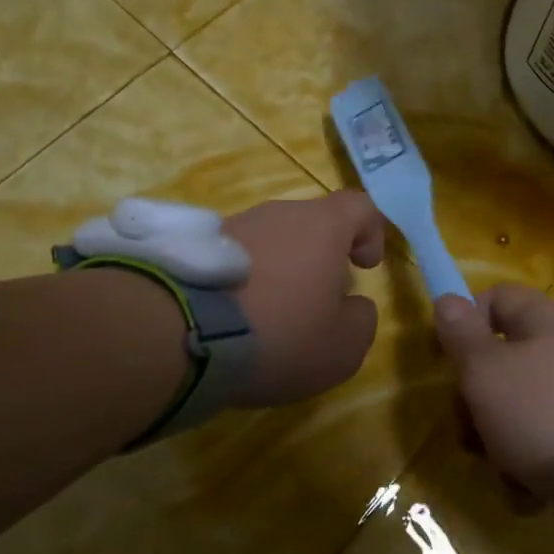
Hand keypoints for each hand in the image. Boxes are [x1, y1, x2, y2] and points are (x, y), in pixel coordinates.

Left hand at [219, 191, 384, 406]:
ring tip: (271, 316)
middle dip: (321, 259)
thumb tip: (354, 306)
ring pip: (273, 240)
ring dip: (281, 269)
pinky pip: (237, 257)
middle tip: (317, 303)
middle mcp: (279, 213)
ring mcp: (235, 225)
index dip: (370, 232)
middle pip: (312, 225)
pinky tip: (237, 318)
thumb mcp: (342, 347)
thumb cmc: (281, 334)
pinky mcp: (198, 246)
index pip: (360, 206)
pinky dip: (245, 280)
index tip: (365, 266)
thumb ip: (361, 321)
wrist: (183, 334)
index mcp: (322, 226)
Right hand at [434, 285, 553, 493]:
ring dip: (499, 432)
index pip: (495, 298)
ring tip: (498, 465)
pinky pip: (547, 433)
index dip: (466, 323)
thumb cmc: (538, 410)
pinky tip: (525, 485)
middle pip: (504, 355)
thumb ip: (460, 334)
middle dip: (478, 393)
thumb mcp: (484, 370)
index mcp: (544, 318)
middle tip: (468, 425)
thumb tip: (447, 298)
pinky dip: (530, 456)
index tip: (451, 361)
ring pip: (521, 400)